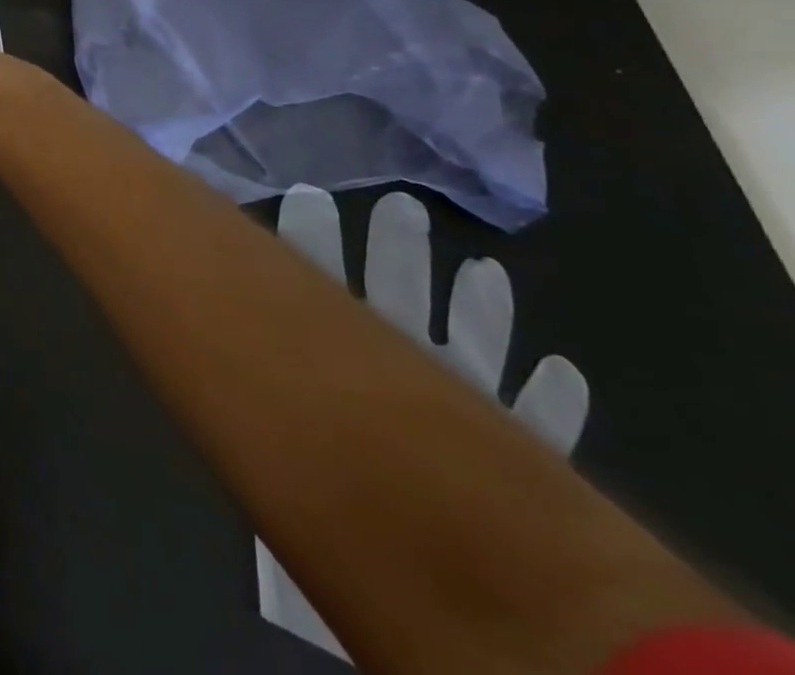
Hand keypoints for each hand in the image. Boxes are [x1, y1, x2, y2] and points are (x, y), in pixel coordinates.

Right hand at [258, 188, 590, 661]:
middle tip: (397, 204)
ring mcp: (473, 416)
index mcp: (356, 364)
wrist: (464, 598)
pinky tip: (562, 371)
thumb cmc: (359, 513)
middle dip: (398, 254)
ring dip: (480, 310)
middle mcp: (415, 379)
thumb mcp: (304, 442)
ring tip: (485, 268)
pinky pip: (540, 421)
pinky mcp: (524, 458)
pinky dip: (549, 397)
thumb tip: (231, 335)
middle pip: (405, 302)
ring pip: (475, 348)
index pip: (331, 288)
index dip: (318, 241)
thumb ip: (283, 392)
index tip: (308, 196)